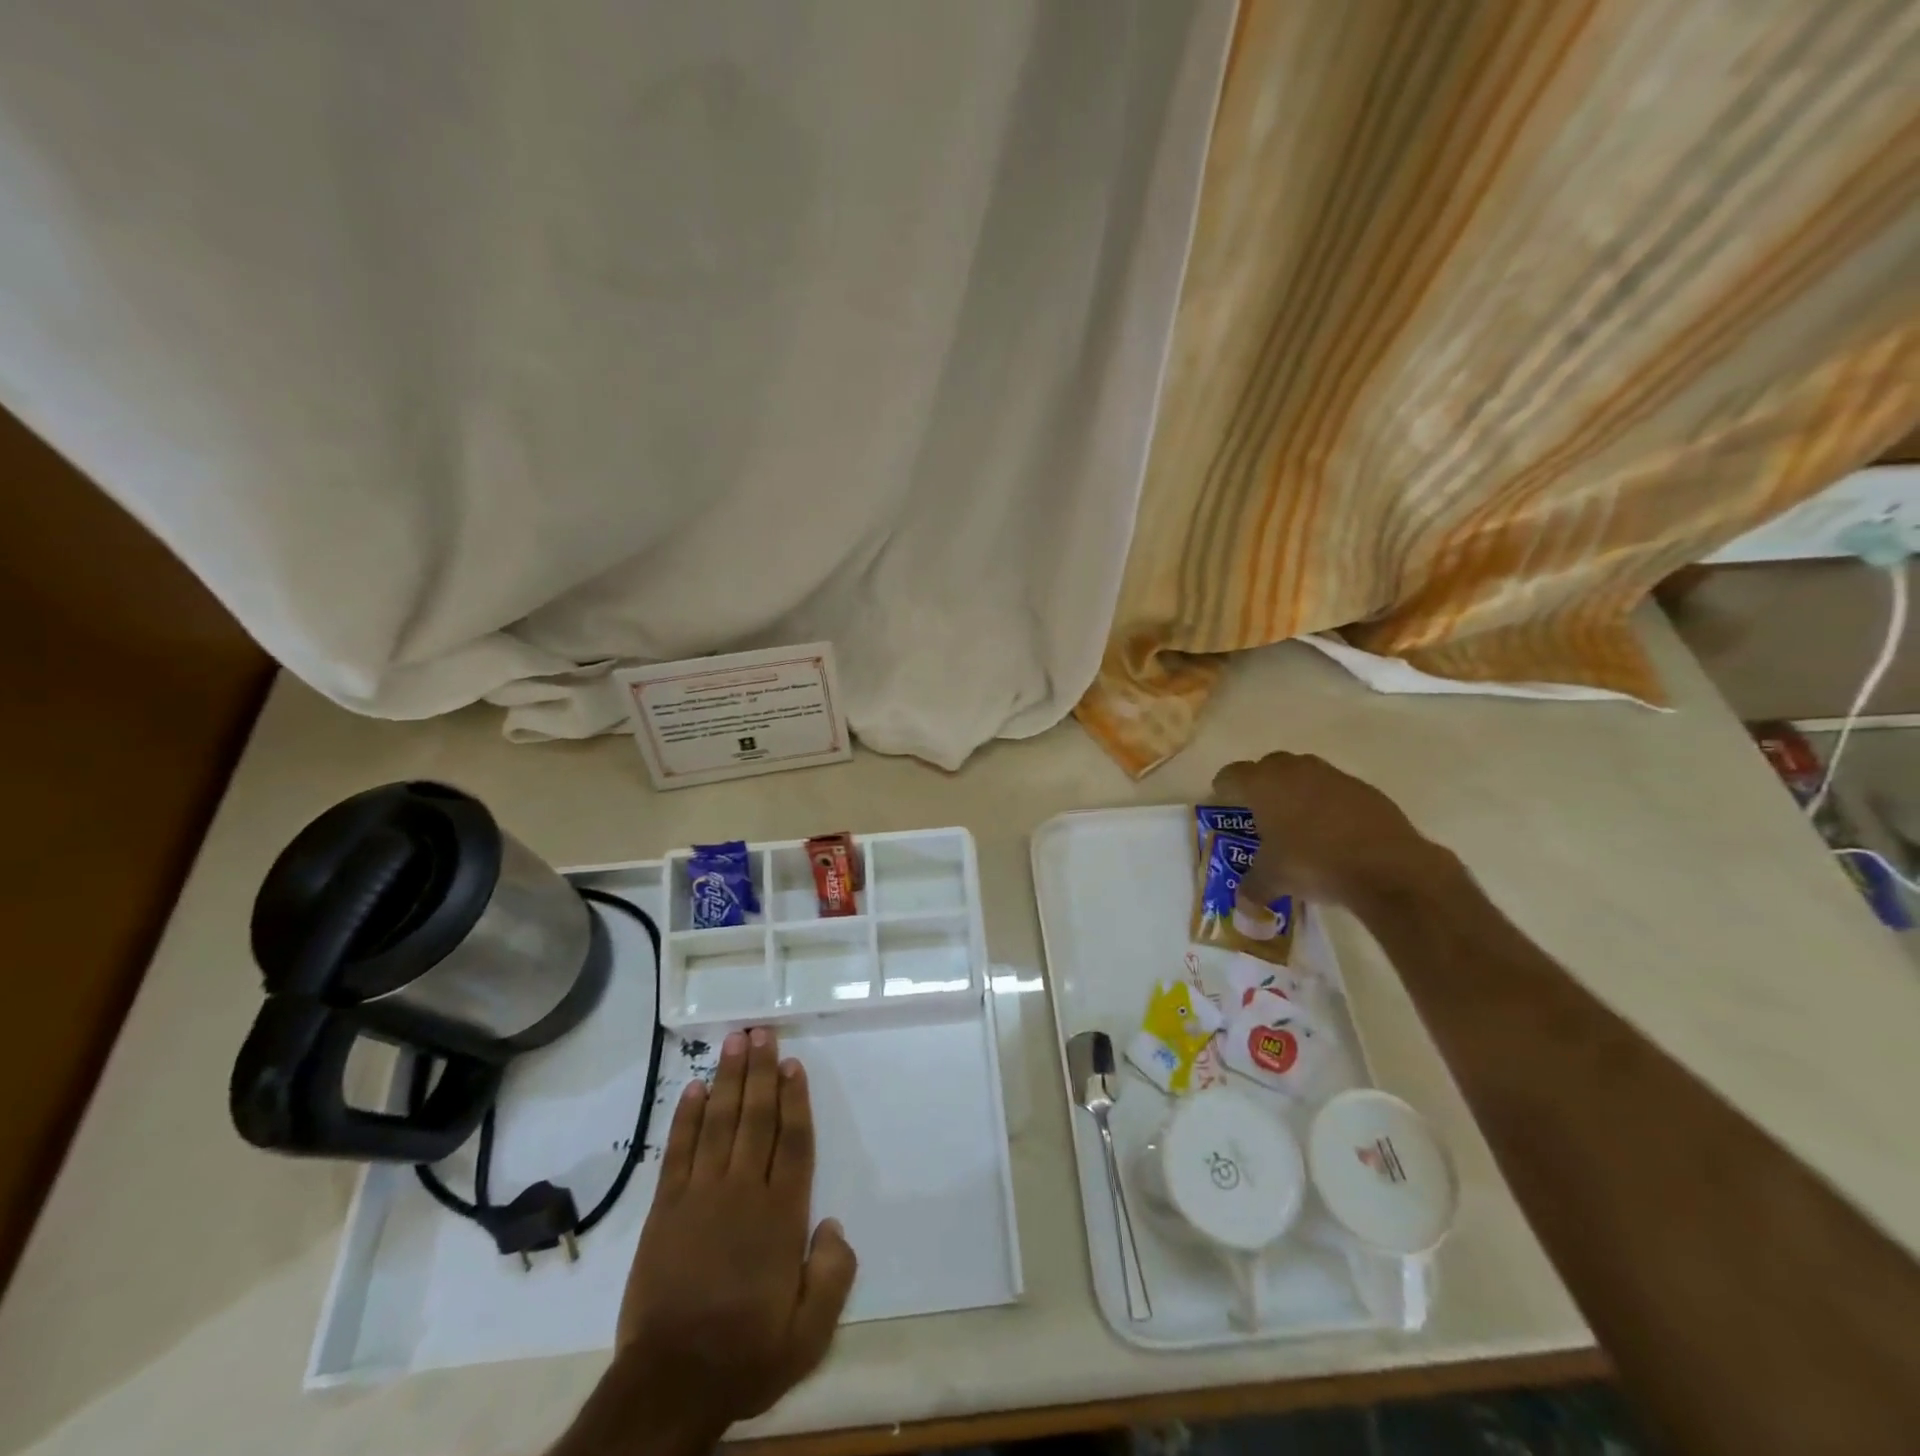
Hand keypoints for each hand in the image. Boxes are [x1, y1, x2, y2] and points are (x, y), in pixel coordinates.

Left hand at [559, 1028, 856, 1455]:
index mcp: (781, 1215)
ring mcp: (700, 1196)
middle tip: (760, 1032)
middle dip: (760, 1072)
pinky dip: (686, 1118)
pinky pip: (678, 1151)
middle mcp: (743, 1192)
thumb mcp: (809, 1334)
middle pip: (755, 1118)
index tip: (793, 1063)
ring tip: (733, 1042)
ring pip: (718, 1123)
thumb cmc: (746, 1353)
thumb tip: (835, 1224)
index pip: (793, 1142)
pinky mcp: (666, 1209)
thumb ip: (833, 1275)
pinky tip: (693, 1089)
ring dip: (727, 1080)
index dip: (795, 1099)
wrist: (670, 1383)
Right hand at [1212, 752, 1452, 910]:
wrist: (1386, 865)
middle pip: (1268, 766)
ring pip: (1303, 774)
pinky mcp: (1363, 788)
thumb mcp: (1273, 880)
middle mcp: (1294, 770)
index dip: (1224, 789)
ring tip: (1297, 822)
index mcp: (1262, 785)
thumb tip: (1243, 906)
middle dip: (1261, 785)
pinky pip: (1334, 789)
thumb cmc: (1312, 862)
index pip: (1231, 775)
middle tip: (1260, 813)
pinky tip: (1333, 832)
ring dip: (1296, 791)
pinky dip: (1328, 804)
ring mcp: (1332, 776)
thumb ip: (1252, 888)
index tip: (1224, 803)